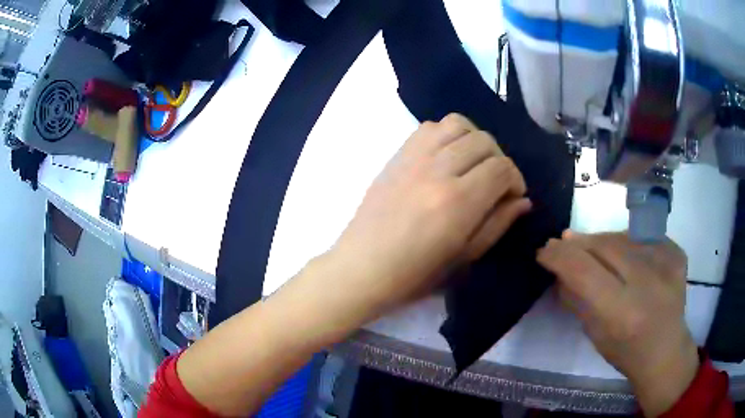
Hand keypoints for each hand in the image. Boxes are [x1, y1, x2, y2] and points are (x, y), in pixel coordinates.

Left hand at [312, 113, 529, 324]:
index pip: (502, 168)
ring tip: (472, 164)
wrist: (363, 266)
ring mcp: (414, 157)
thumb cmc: (415, 274)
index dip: (515, 180)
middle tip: (495, 183)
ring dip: (474, 140)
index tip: (512, 196)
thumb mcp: (465, 257)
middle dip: (499, 159)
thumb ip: (498, 223)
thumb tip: (523, 200)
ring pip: (458, 124)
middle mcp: (438, 169)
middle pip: (484, 141)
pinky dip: (447, 135)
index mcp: (458, 201)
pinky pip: (429, 127)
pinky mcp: (397, 155)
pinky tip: (446, 157)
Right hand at [537, 232, 698, 416]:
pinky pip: (643, 237)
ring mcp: (666, 262)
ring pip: (623, 236)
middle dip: (578, 243)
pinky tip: (623, 255)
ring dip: (601, 240)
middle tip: (563, 242)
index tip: (544, 250)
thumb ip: (576, 299)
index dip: (559, 255)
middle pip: (604, 245)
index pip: (583, 270)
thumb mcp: (594, 334)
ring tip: (591, 248)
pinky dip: (627, 243)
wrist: (666, 352)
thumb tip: (558, 268)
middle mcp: (647, 282)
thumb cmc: (626, 353)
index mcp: (622, 312)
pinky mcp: (676, 252)